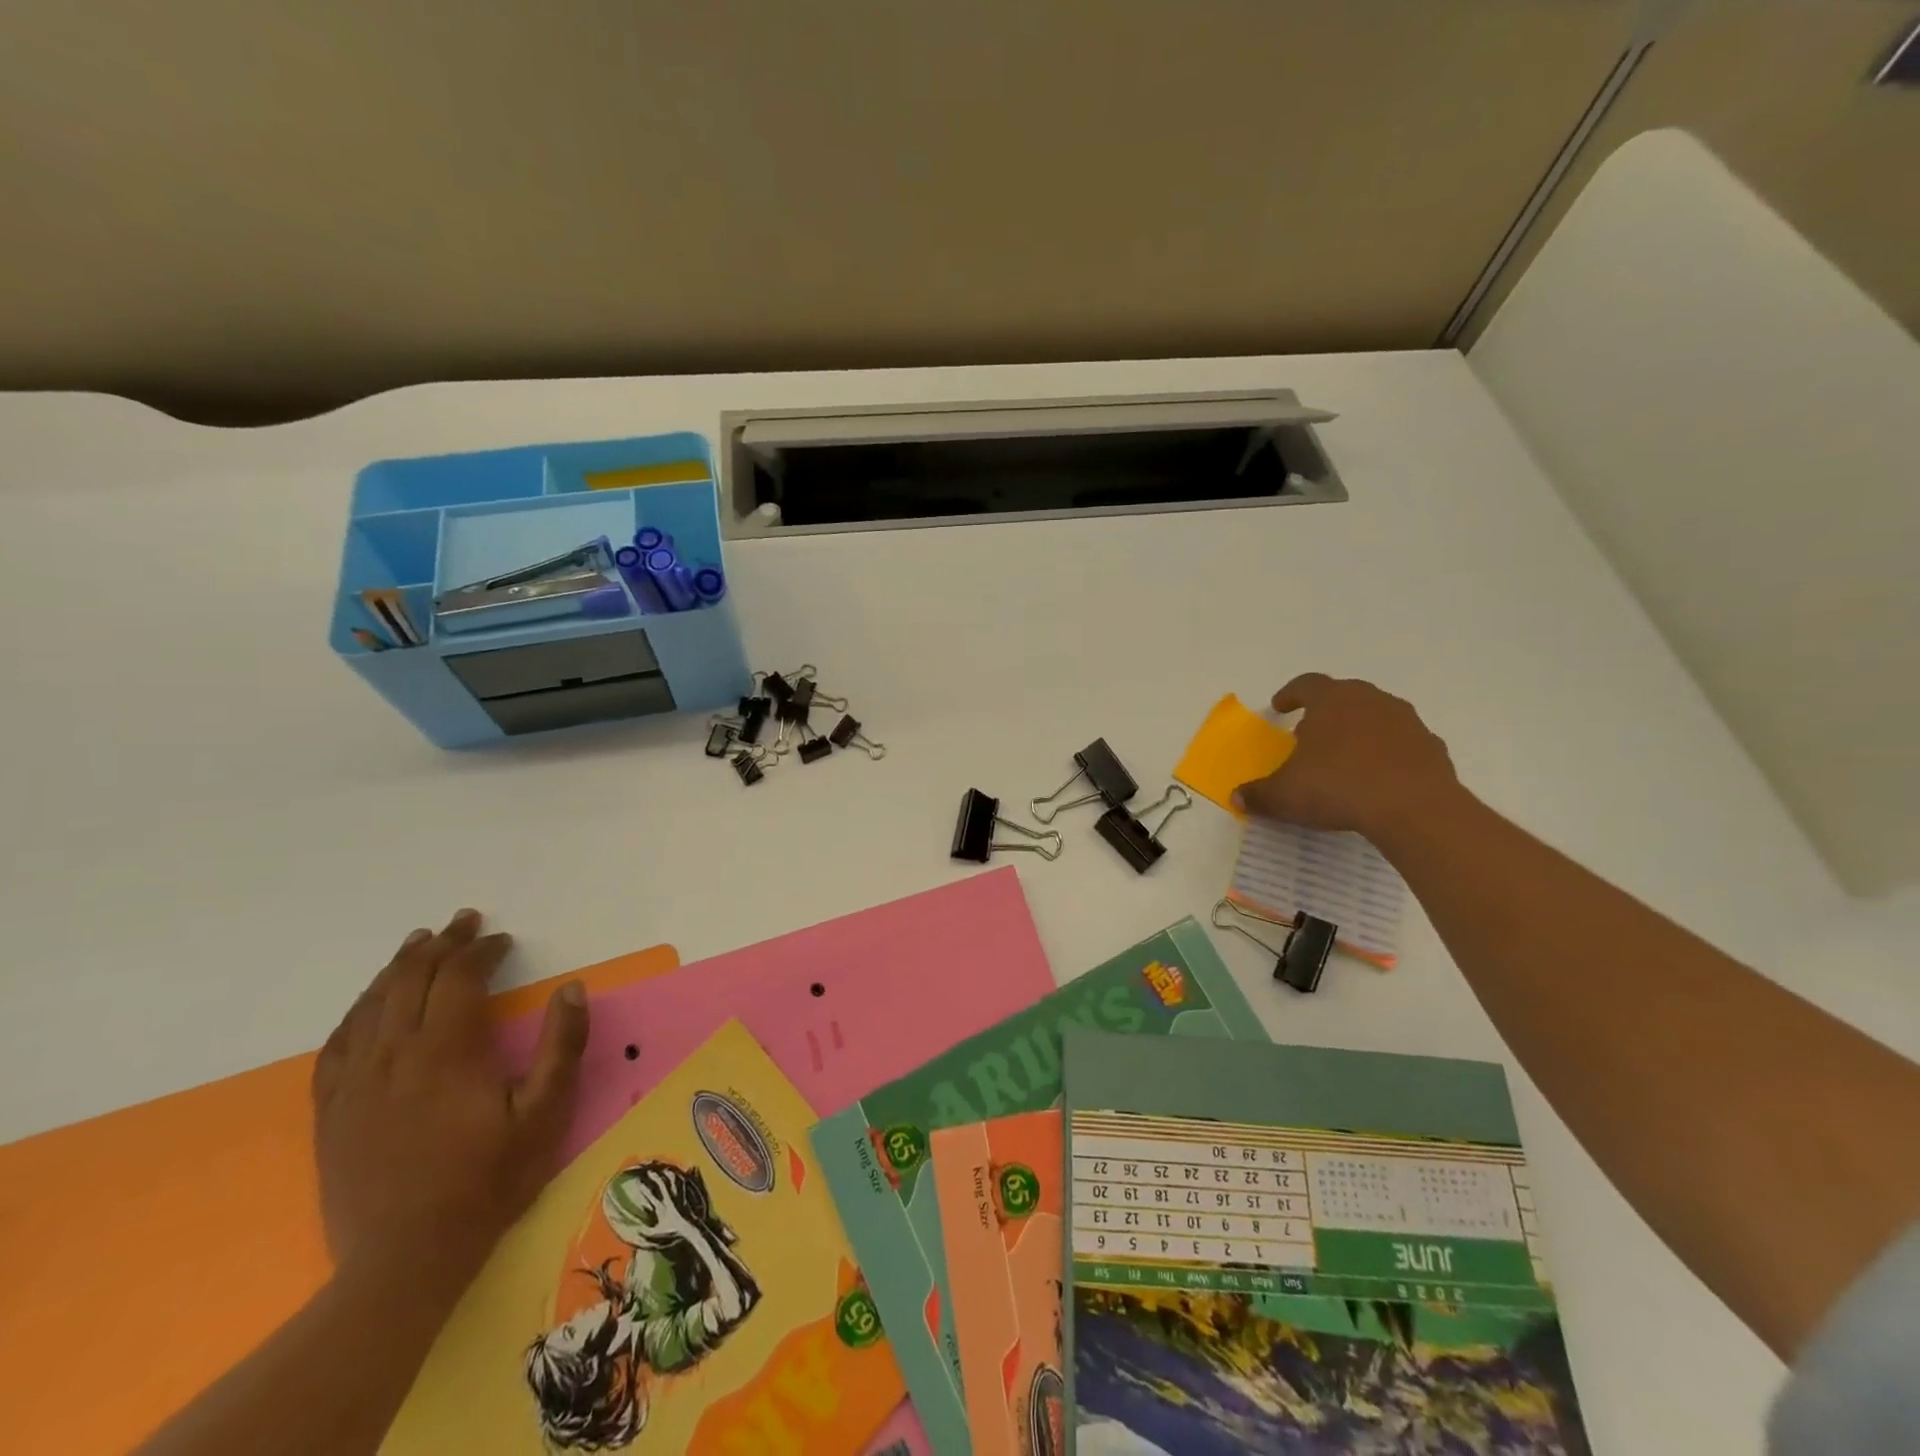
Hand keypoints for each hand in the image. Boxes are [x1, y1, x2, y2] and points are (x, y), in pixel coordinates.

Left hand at [312, 910, 589, 1291]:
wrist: (403, 1261)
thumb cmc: (487, 1182)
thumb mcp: (545, 1114)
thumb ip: (562, 1047)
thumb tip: (573, 989)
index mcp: (447, 1052)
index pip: (459, 978)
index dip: (482, 951)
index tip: (503, 941)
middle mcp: (395, 1055)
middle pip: (411, 980)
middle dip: (442, 945)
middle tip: (464, 921)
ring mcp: (356, 1084)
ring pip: (372, 1005)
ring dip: (399, 967)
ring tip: (419, 943)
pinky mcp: (332, 1112)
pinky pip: (338, 1045)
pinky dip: (358, 1011)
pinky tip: (368, 1005)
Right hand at [1236, 674, 1460, 840]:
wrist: (1414, 809)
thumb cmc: (1338, 787)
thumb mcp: (1284, 795)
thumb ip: (1258, 794)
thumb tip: (1237, 797)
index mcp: (1331, 700)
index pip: (1306, 684)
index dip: (1290, 694)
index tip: (1280, 707)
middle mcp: (1370, 700)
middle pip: (1344, 696)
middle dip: (1326, 712)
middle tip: (1310, 735)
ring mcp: (1406, 721)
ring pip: (1376, 717)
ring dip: (1359, 731)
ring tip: (1345, 758)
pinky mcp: (1431, 747)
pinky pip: (1401, 744)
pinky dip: (1387, 754)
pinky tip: (1378, 779)